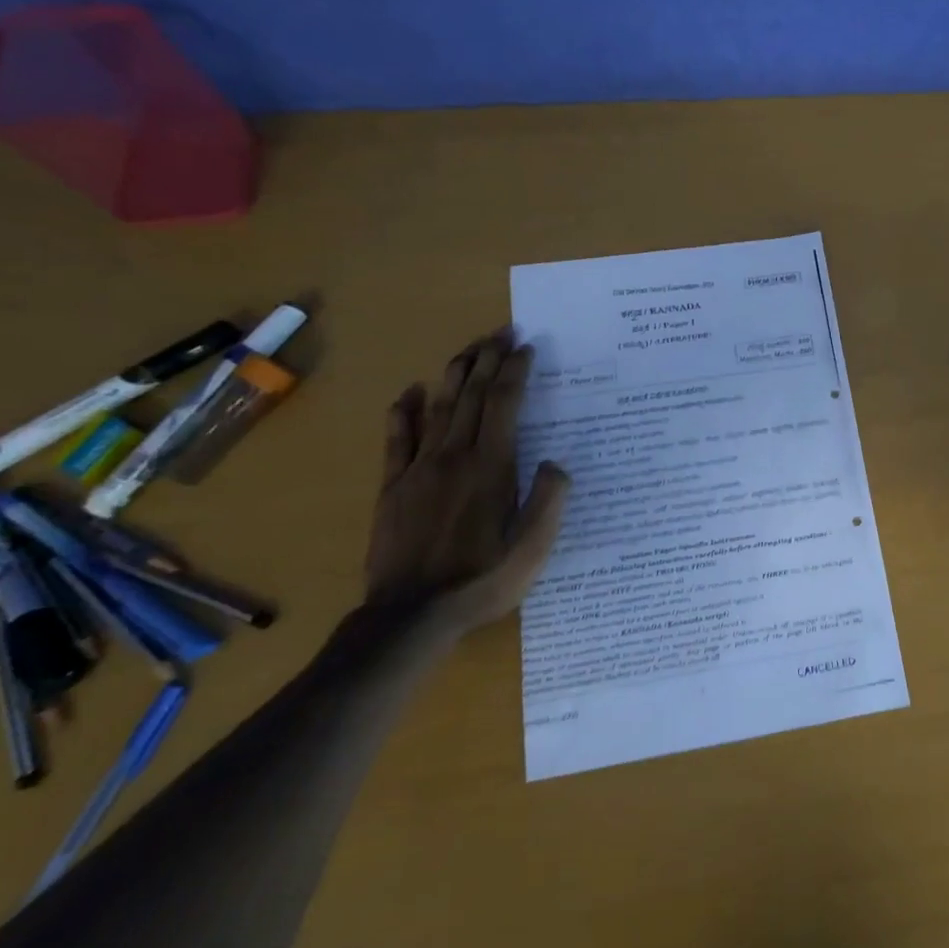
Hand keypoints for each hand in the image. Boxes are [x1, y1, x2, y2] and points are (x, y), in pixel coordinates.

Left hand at [361, 329, 569, 637]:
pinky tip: (410, 391)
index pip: (502, 405)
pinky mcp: (393, 486)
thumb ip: (548, 503)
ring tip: (469, 349)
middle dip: (486, 359)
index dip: (514, 372)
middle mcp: (453, 457)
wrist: (410, 615)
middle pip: (469, 395)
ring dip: (454, 374)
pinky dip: (403, 410)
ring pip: (437, 408)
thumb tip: (555, 463)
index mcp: (491, 469)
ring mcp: (417, 469)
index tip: (525, 347)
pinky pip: (397, 438)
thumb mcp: (532, 550)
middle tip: (500, 332)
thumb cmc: (481, 581)